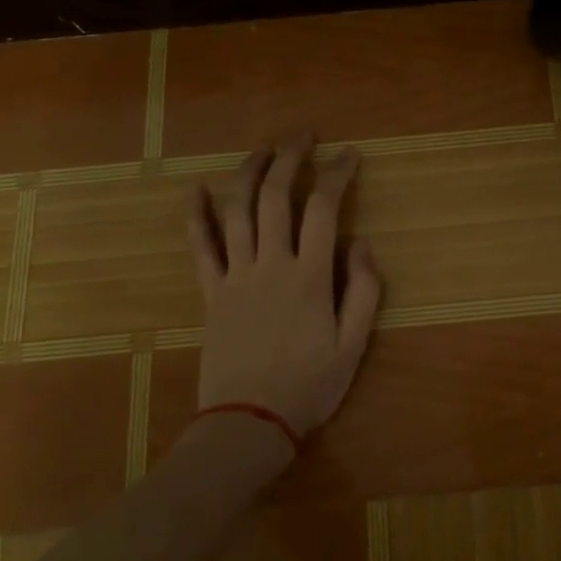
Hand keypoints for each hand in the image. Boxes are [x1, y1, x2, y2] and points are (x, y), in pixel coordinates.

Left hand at [186, 138, 382, 450]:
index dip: (337, 174)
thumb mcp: (354, 345)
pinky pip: (200, 247)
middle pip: (275, 196)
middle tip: (303, 137)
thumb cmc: (308, 386)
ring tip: (262, 150)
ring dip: (248, 173)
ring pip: (237, 211)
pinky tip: (196, 190)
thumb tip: (361, 244)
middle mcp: (271, 264)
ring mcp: (236, 275)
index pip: (323, 208)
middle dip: (289, 158)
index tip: (349, 155)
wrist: (248, 423)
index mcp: (310, 275)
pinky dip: (197, 215)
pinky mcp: (212, 292)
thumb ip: (364, 290)